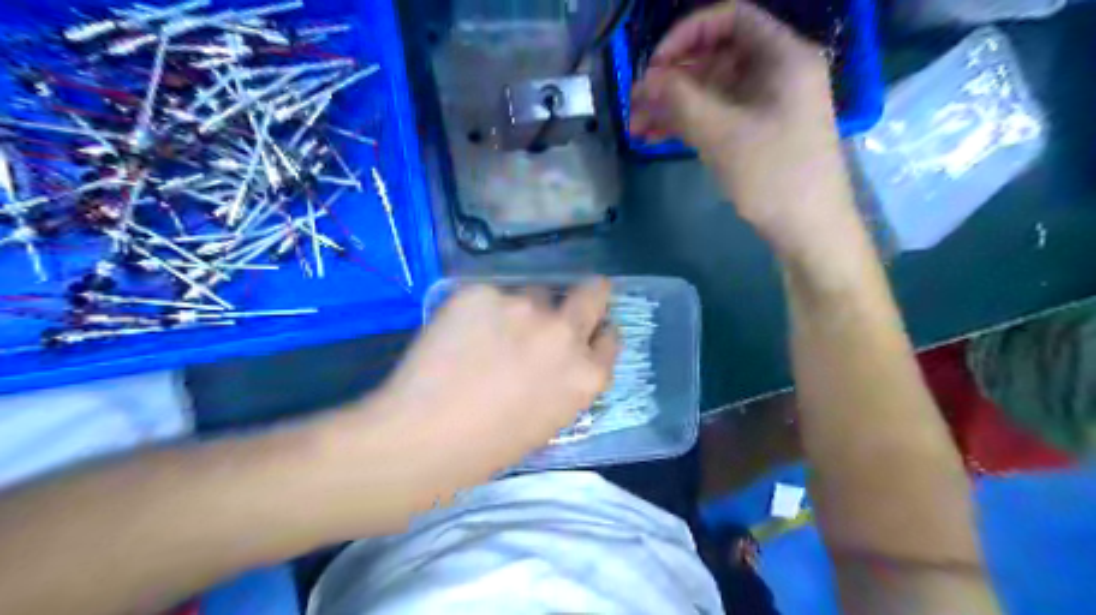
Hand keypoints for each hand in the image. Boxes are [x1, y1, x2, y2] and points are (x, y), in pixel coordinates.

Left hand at [369, 279, 618, 498]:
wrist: (422, 438)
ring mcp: (524, 306)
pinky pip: (491, 294)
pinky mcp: (483, 292)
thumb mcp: (549, 420)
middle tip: (565, 302)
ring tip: (490, 332)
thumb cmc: (488, 447)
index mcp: (587, 374)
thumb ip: (566, 380)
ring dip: (523, 307)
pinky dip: (482, 309)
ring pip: (533, 292)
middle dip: (588, 294)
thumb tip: (562, 353)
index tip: (585, 331)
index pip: (610, 337)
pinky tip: (460, 334)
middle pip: (592, 292)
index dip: (596, 332)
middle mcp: (564, 332)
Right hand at [629, 0, 858, 258]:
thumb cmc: (772, 176)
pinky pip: (718, 115)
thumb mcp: (721, 134)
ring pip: (711, 91)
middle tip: (635, 104)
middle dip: (671, 79)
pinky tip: (656, 137)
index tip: (654, 65)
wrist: (809, 230)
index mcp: (782, 56)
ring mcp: (767, 104)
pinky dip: (688, 123)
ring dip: (673, 106)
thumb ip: (679, 99)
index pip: (730, 19)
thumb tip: (645, 79)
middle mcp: (776, 72)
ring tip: (636, 128)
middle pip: (715, 57)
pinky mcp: (758, 132)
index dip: (686, 35)